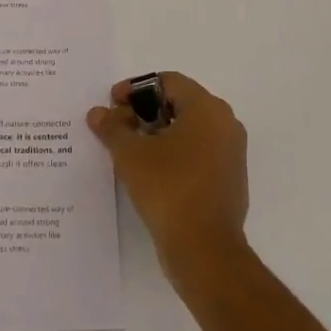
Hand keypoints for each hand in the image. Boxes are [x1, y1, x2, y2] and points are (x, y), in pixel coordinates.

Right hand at [87, 72, 248, 281]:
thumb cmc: (168, 189)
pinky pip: (199, 151)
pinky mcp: (230, 178)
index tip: (113, 105)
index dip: (135, 89)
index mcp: (207, 108)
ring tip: (129, 149)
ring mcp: (231, 152)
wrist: (204, 250)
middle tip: (118, 126)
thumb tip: (98, 113)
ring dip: (158, 132)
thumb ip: (112, 127)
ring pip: (189, 128)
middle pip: (179, 102)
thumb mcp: (130, 154)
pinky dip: (174, 152)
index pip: (168, 81)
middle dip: (145, 110)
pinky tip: (150, 170)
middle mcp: (225, 123)